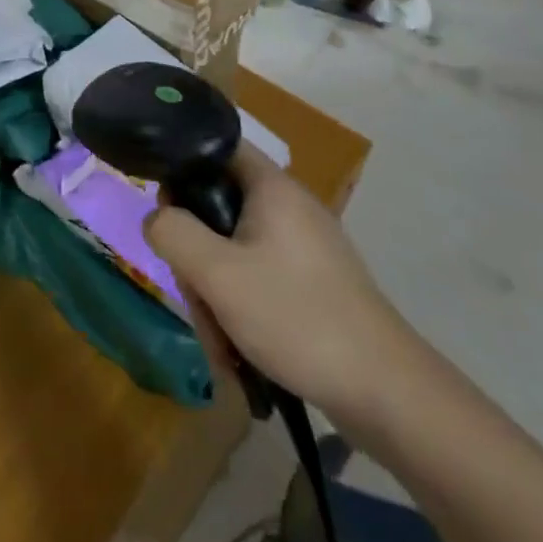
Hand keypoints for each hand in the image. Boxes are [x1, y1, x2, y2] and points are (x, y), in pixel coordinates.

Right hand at [145, 143, 415, 431]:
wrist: (387, 393)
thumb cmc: (296, 317)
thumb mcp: (218, 274)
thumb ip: (173, 234)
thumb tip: (155, 218)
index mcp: (271, 186)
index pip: (215, 148)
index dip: (182, 171)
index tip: (167, 215)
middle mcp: (289, 206)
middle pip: (219, 208)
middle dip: (197, 256)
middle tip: (197, 297)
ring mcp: (305, 246)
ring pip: (235, 251)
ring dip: (216, 292)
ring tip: (221, 343)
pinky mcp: (314, 282)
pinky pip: (259, 278)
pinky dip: (242, 308)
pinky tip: (240, 350)